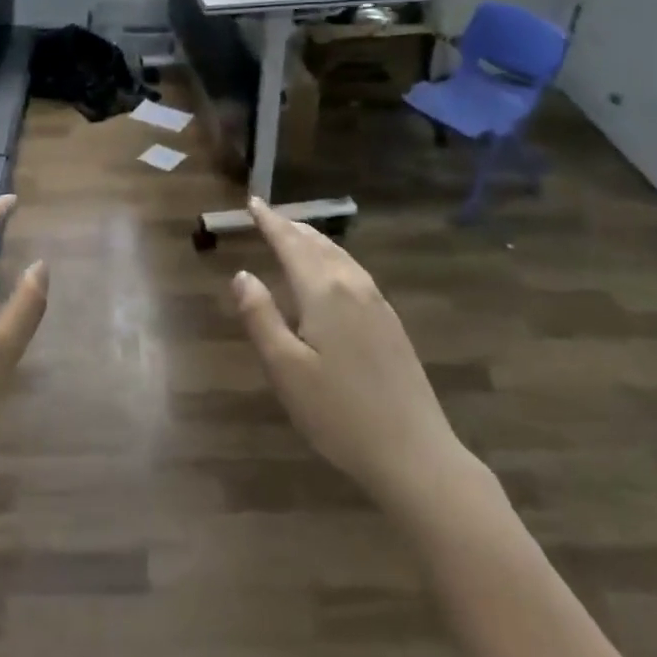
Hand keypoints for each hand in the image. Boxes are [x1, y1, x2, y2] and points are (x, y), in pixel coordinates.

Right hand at [233, 199, 467, 502]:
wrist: (414, 453)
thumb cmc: (338, 413)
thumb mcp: (285, 369)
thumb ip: (261, 317)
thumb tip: (242, 274)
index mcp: (324, 292)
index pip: (291, 245)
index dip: (270, 223)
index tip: (252, 203)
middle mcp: (353, 287)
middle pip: (318, 245)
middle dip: (292, 228)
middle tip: (269, 216)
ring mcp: (378, 304)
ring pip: (340, 257)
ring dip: (314, 241)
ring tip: (296, 235)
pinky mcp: (392, 324)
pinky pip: (355, 273)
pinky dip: (334, 259)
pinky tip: (333, 274)